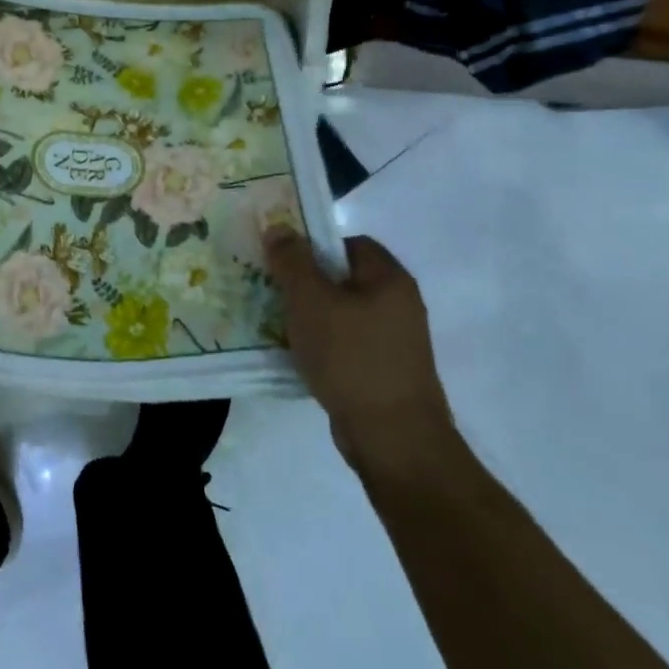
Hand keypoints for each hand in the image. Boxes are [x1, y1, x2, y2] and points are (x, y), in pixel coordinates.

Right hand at [265, 230, 457, 479]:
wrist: (393, 440)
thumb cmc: (351, 358)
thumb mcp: (311, 300)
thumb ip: (292, 260)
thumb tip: (279, 227)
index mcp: (389, 279)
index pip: (349, 242)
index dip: (314, 244)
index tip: (282, 259)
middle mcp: (398, 304)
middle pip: (343, 277)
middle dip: (305, 281)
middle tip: (270, 286)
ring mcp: (394, 341)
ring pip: (341, 312)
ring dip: (309, 315)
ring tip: (276, 320)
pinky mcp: (383, 372)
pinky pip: (345, 343)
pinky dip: (321, 344)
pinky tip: (296, 354)